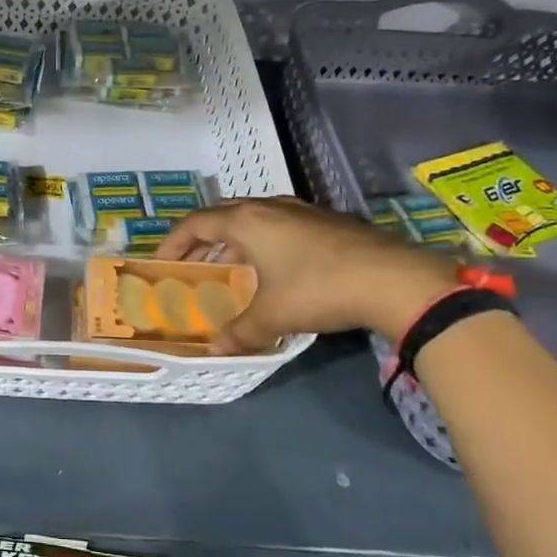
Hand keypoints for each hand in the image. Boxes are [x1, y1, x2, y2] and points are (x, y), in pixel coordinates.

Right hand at [157, 197, 456, 348]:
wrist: (395, 279)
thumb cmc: (319, 289)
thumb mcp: (273, 315)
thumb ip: (239, 331)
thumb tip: (215, 350)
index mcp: (246, 220)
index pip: (194, 223)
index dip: (172, 242)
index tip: (162, 263)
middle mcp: (268, 207)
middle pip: (222, 215)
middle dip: (201, 239)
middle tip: (192, 264)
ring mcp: (299, 210)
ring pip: (252, 218)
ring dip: (233, 239)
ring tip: (229, 266)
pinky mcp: (325, 221)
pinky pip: (277, 224)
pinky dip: (261, 241)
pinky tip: (273, 267)